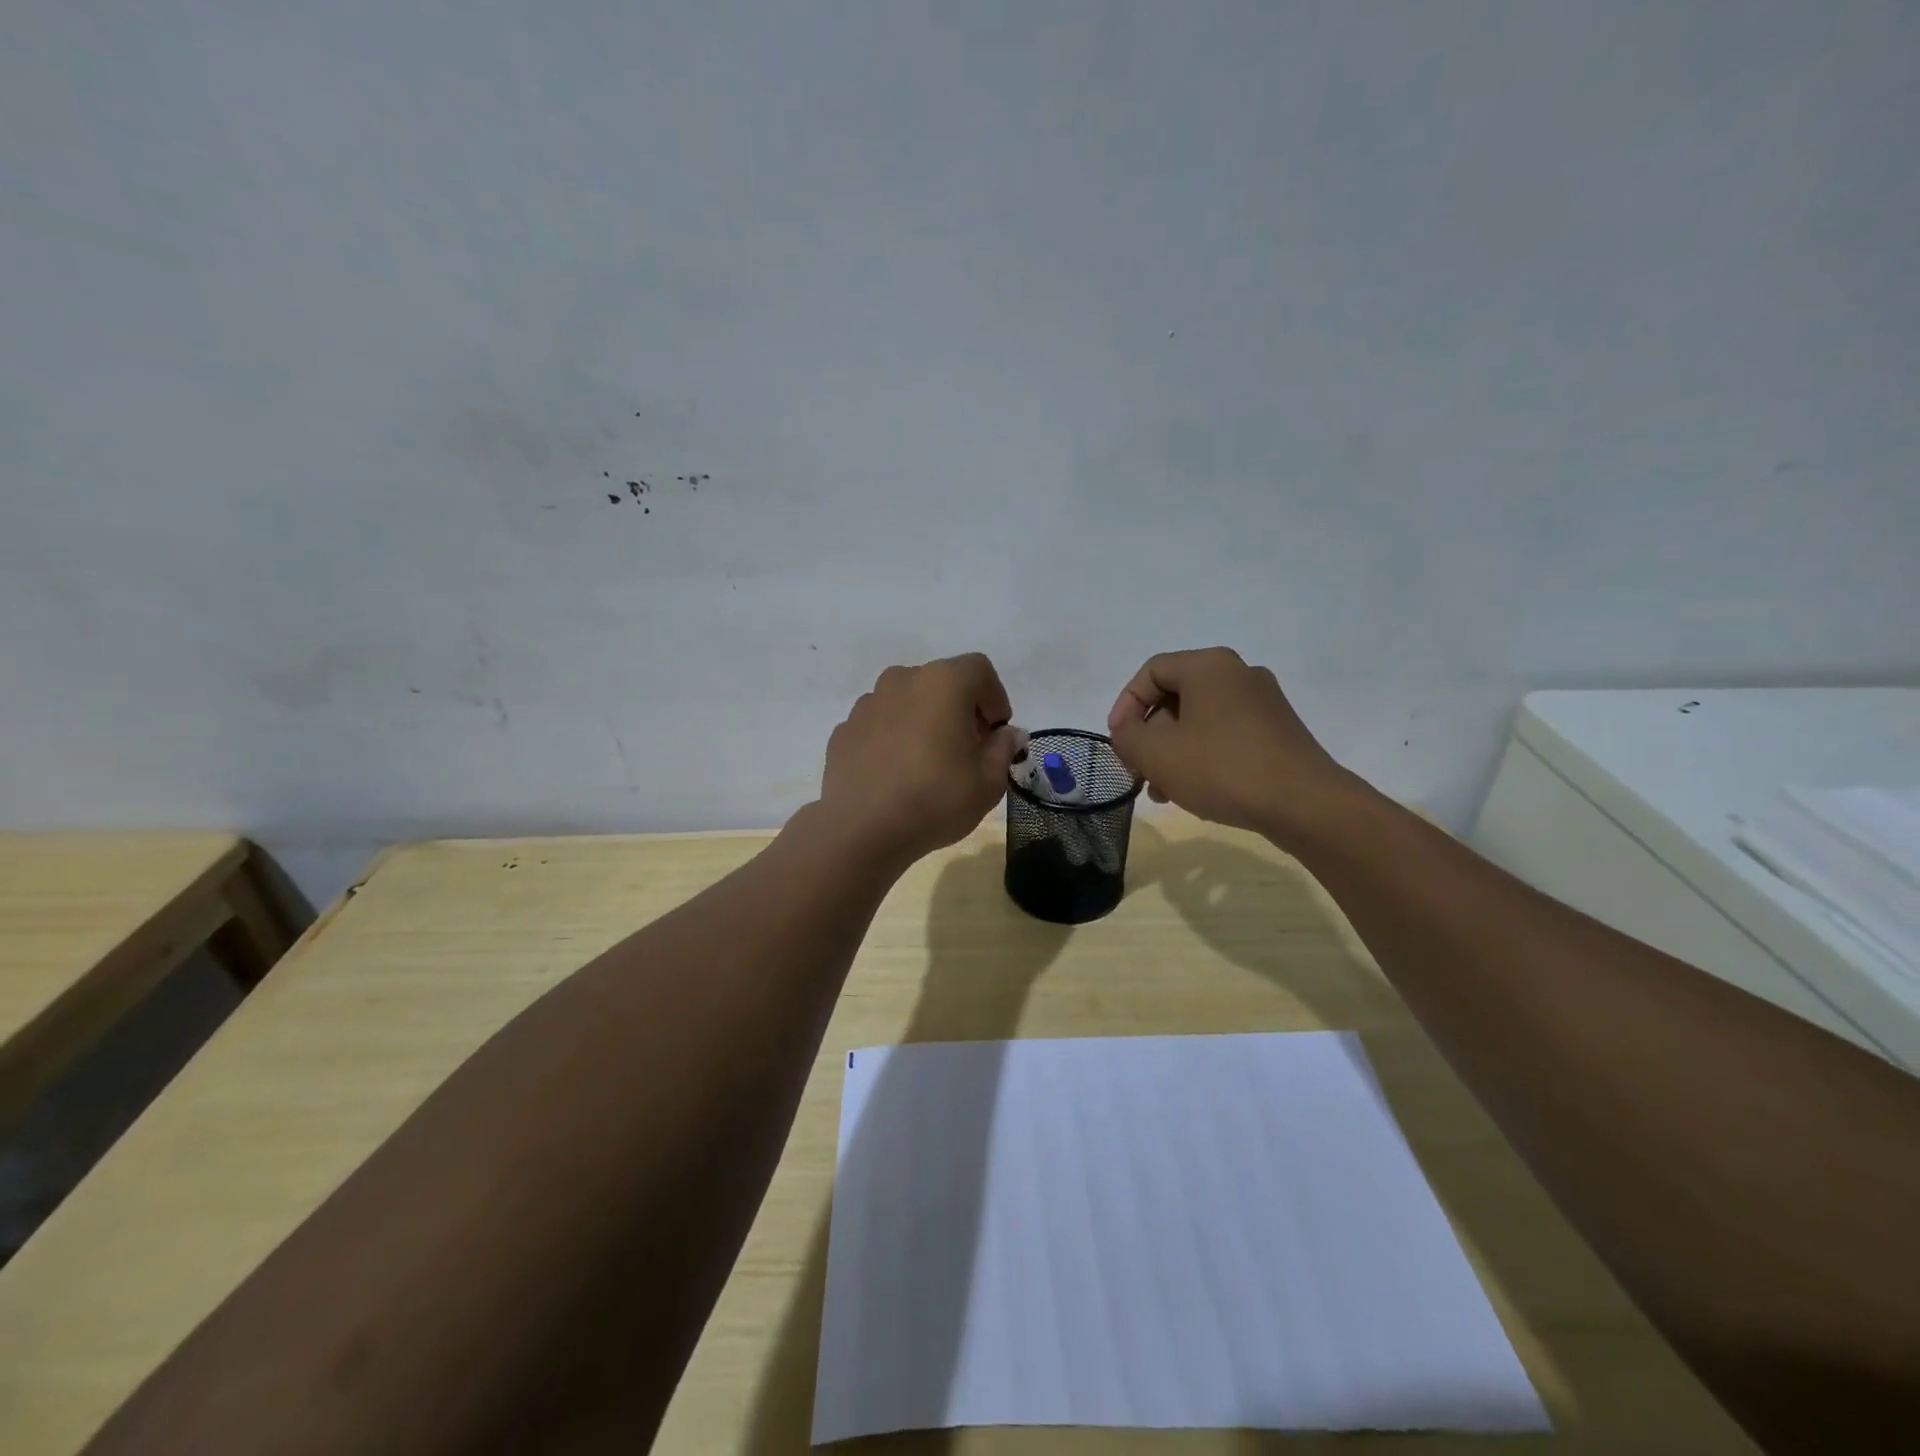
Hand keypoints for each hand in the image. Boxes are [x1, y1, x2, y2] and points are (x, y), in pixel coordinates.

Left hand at [819, 653, 1018, 868]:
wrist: (862, 830)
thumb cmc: (935, 799)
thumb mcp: (988, 782)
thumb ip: (1003, 749)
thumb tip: (1006, 734)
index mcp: (943, 682)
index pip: (979, 670)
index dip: (995, 697)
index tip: (996, 732)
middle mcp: (902, 680)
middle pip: (941, 683)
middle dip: (960, 709)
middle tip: (968, 748)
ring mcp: (868, 703)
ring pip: (908, 701)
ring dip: (924, 721)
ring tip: (929, 762)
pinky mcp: (844, 729)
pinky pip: (880, 724)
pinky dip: (894, 738)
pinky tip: (897, 773)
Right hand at [1105, 647, 1358, 843]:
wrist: (1305, 804)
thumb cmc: (1222, 769)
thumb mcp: (1156, 754)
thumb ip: (1127, 737)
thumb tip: (1128, 732)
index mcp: (1209, 666)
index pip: (1151, 672)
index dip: (1125, 705)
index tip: (1117, 741)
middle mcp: (1239, 674)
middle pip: (1176, 697)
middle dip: (1149, 735)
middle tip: (1138, 769)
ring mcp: (1264, 702)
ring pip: (1200, 720)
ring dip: (1173, 751)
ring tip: (1162, 790)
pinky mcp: (1278, 731)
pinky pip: (1226, 735)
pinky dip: (1202, 756)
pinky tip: (1195, 791)